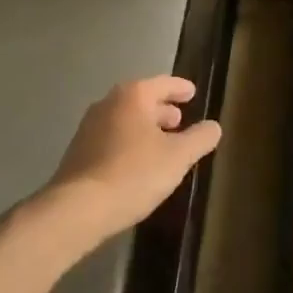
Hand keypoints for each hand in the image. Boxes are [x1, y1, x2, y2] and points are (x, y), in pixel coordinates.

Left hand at [46, 77, 221, 246]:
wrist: (78, 208)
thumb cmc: (133, 174)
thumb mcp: (178, 157)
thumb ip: (199, 138)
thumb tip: (214, 126)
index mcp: (133, 96)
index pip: (163, 83)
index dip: (180, 88)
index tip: (192, 92)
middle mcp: (108, 103)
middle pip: (141, 99)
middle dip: (162, 108)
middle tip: (179, 120)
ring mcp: (89, 126)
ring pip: (125, 118)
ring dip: (145, 126)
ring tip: (162, 142)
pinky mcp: (79, 150)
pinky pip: (112, 136)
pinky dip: (129, 141)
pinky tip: (138, 162)